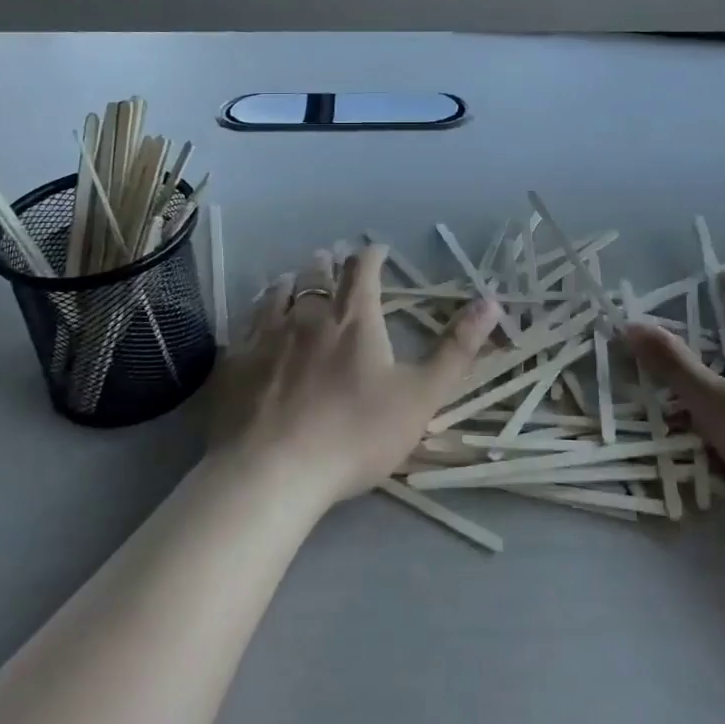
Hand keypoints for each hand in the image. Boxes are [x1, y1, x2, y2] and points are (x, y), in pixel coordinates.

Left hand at [206, 244, 500, 512]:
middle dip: (328, 263)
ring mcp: (266, 337)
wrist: (271, 473)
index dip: (371, 256)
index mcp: (354, 319)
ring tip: (291, 279)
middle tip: (330, 258)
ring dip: (290, 282)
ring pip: (277, 294)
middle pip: (316, 275)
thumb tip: (491, 301)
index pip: (363, 270)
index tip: (377, 250)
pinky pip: (245, 325)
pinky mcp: (234, 363)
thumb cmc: (355, 434)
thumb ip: (457, 349)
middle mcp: (308, 315)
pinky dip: (255, 314)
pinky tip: (254, 323)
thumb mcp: (421, 395)